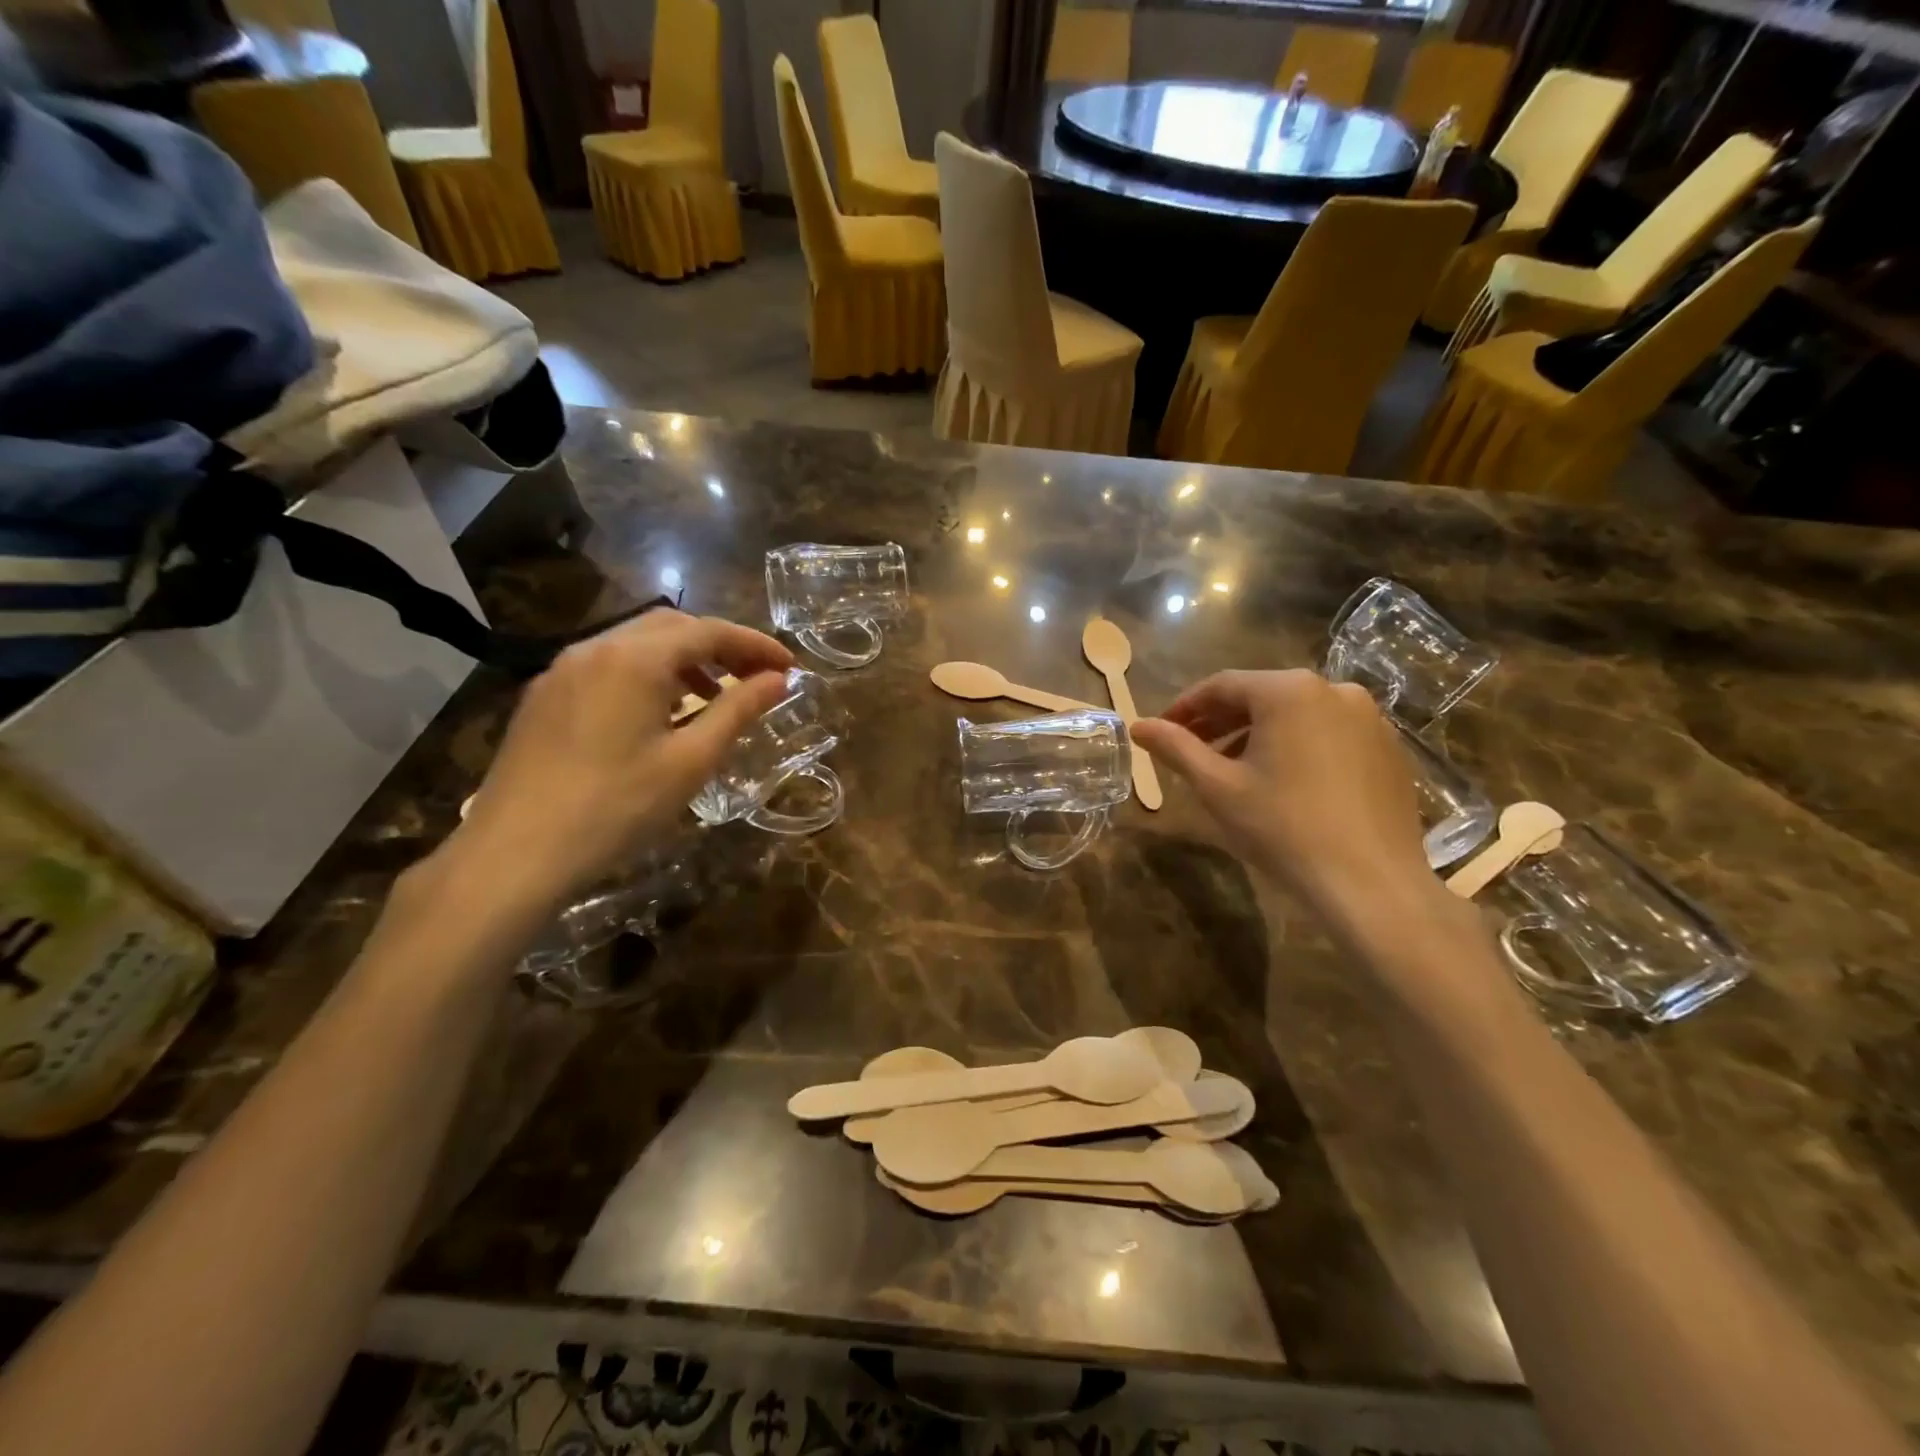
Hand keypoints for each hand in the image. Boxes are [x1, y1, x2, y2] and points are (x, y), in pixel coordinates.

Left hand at [449, 610, 793, 908]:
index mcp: (635, 659)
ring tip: (713, 695)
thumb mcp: (691, 760)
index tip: (790, 667)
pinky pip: (608, 666)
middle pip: (672, 627)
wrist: (515, 854)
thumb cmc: (616, 807)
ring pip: (636, 644)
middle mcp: (595, 648)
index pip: (709, 631)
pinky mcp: (543, 696)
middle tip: (756, 676)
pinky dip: (647, 674)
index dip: (755, 645)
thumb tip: (778, 680)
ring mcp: (562, 670)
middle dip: (720, 645)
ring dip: (684, 659)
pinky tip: (659, 713)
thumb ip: (738, 710)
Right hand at [1130, 670, 1437, 918]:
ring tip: (1232, 769)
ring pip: (1296, 715)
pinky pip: (1329, 735)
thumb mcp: (1216, 786)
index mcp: (1288, 690)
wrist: (1369, 883)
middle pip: (1261, 696)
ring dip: (1257, 734)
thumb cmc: (1282, 827)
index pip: (1222, 685)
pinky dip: (1297, 747)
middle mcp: (1334, 690)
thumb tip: (1138, 725)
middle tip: (1190, 749)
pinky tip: (1283, 782)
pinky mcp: (1389, 749)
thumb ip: (1175, 748)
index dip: (1185, 707)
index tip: (1161, 730)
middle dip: (1221, 721)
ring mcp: (1369, 719)